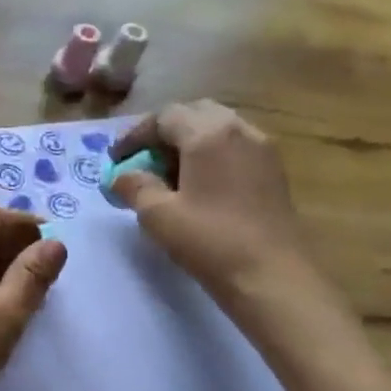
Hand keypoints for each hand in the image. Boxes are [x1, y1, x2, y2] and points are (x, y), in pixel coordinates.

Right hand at [109, 101, 312, 304]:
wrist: (272, 276)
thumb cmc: (210, 241)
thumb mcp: (158, 215)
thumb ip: (134, 186)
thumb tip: (121, 176)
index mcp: (208, 134)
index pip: (164, 116)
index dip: (135, 135)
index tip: (116, 160)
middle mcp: (239, 130)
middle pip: (195, 114)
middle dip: (164, 133)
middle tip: (143, 160)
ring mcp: (262, 150)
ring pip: (218, 129)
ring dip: (189, 143)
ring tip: (168, 175)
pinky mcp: (273, 172)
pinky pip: (235, 148)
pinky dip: (211, 156)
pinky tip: (199, 187)